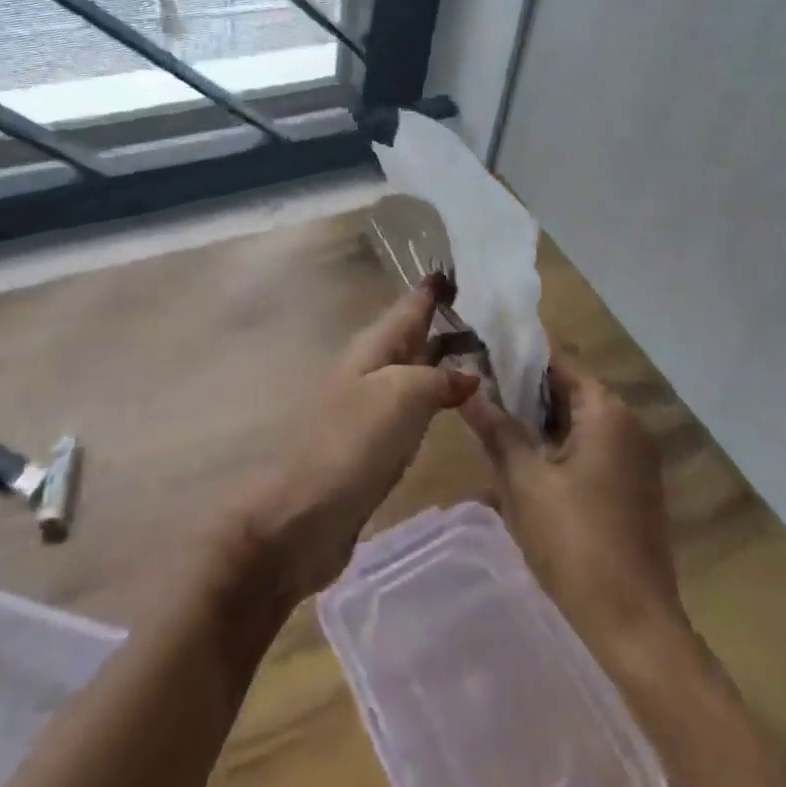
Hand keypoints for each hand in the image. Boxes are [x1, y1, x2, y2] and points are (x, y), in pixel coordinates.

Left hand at [238, 273, 479, 602]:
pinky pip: (410, 409)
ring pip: (411, 373)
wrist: (301, 516)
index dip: (430, 290)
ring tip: (478, 355)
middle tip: (484, 313)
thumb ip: (439, 379)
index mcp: (373, 349)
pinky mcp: (371, 447)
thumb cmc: (352, 443)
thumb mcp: (403, 396)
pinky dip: (433, 399)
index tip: (454, 269)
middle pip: (409, 338)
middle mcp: (369, 371)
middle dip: (441, 323)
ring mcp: (368, 409)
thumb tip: (468, 373)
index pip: (408, 308)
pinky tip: (451, 406)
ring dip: (440, 361)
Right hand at [460, 356, 685, 664]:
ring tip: (489, 419)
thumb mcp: (524, 481)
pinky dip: (557, 447)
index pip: (557, 361)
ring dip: (537, 421)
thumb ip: (496, 429)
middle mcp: (628, 424)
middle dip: (522, 390)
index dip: (517, 354)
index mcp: (607, 411)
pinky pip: (589, 448)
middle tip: (476, 388)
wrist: (635, 627)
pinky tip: (521, 460)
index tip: (479, 348)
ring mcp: (634, 458)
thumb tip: (466, 389)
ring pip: (576, 421)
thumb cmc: (575, 543)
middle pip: (567, 389)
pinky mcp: (631, 487)